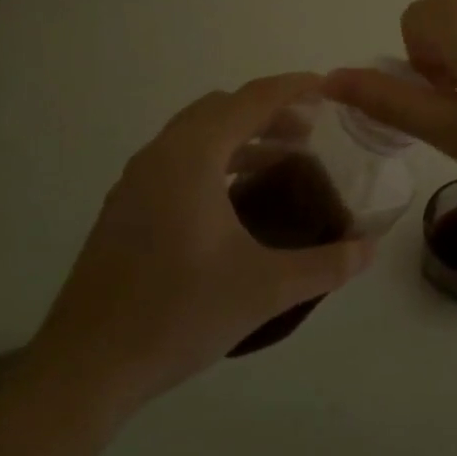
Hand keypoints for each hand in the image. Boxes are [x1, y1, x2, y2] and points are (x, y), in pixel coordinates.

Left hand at [25, 74, 378, 422]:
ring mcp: (135, 180)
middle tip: (309, 131)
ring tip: (280, 161)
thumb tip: (370, 249)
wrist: (86, 368)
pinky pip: (177, 159)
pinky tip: (234, 199)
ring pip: (196, 134)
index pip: (251, 100)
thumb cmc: (179, 314)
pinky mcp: (124, 207)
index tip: (327, 87)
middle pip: (221, 109)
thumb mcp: (264, 289)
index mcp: (192, 157)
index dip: (292, 88)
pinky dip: (213, 159)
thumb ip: (325, 265)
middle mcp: (160, 155)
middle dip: (268, 112)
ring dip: (240, 136)